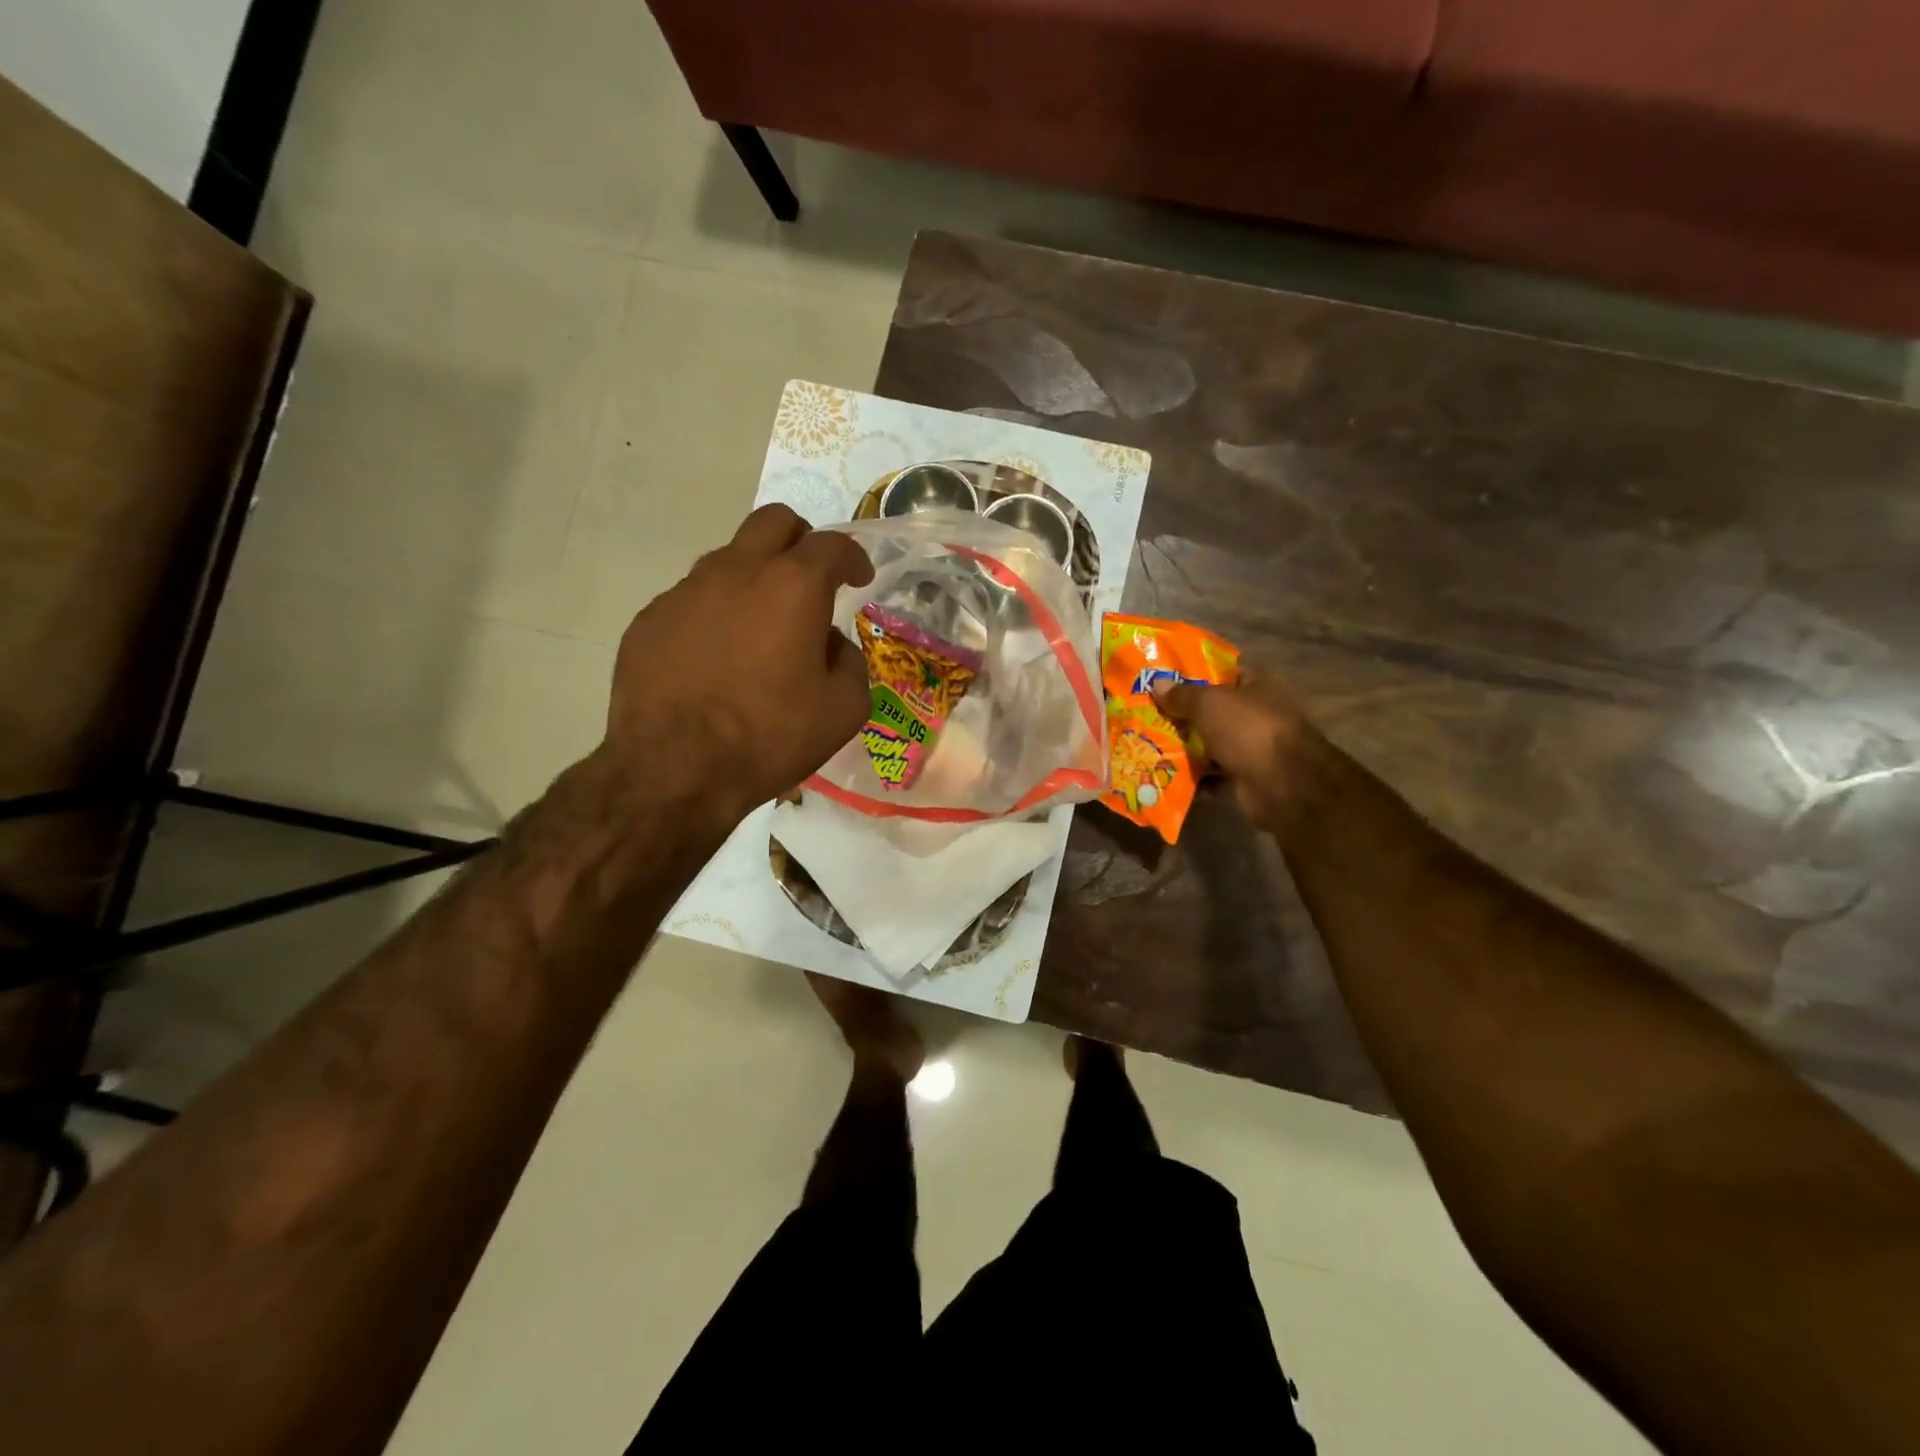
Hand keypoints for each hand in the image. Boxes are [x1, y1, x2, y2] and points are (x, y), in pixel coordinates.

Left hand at [606, 505, 873, 822]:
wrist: (674, 769)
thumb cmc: (770, 737)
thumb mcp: (843, 710)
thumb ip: (850, 663)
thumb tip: (830, 645)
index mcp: (792, 586)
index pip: (832, 545)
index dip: (853, 557)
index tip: (859, 578)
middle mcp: (737, 571)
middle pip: (773, 522)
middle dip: (800, 539)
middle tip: (811, 576)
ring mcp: (685, 591)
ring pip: (728, 559)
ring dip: (754, 578)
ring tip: (761, 629)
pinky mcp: (650, 619)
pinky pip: (692, 600)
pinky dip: (716, 615)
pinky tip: (716, 659)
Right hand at [1156, 674, 1312, 833]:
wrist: (1283, 785)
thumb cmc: (1249, 729)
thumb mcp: (1210, 703)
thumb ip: (1182, 694)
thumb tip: (1157, 684)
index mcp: (1257, 686)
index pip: (1225, 671)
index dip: (1195, 671)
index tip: (1163, 676)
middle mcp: (1256, 714)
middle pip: (1213, 709)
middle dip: (1182, 712)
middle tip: (1145, 711)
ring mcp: (1251, 748)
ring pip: (1210, 743)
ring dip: (1183, 746)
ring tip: (1146, 742)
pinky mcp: (1243, 777)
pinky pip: (1211, 774)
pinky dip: (1192, 776)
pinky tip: (1162, 773)